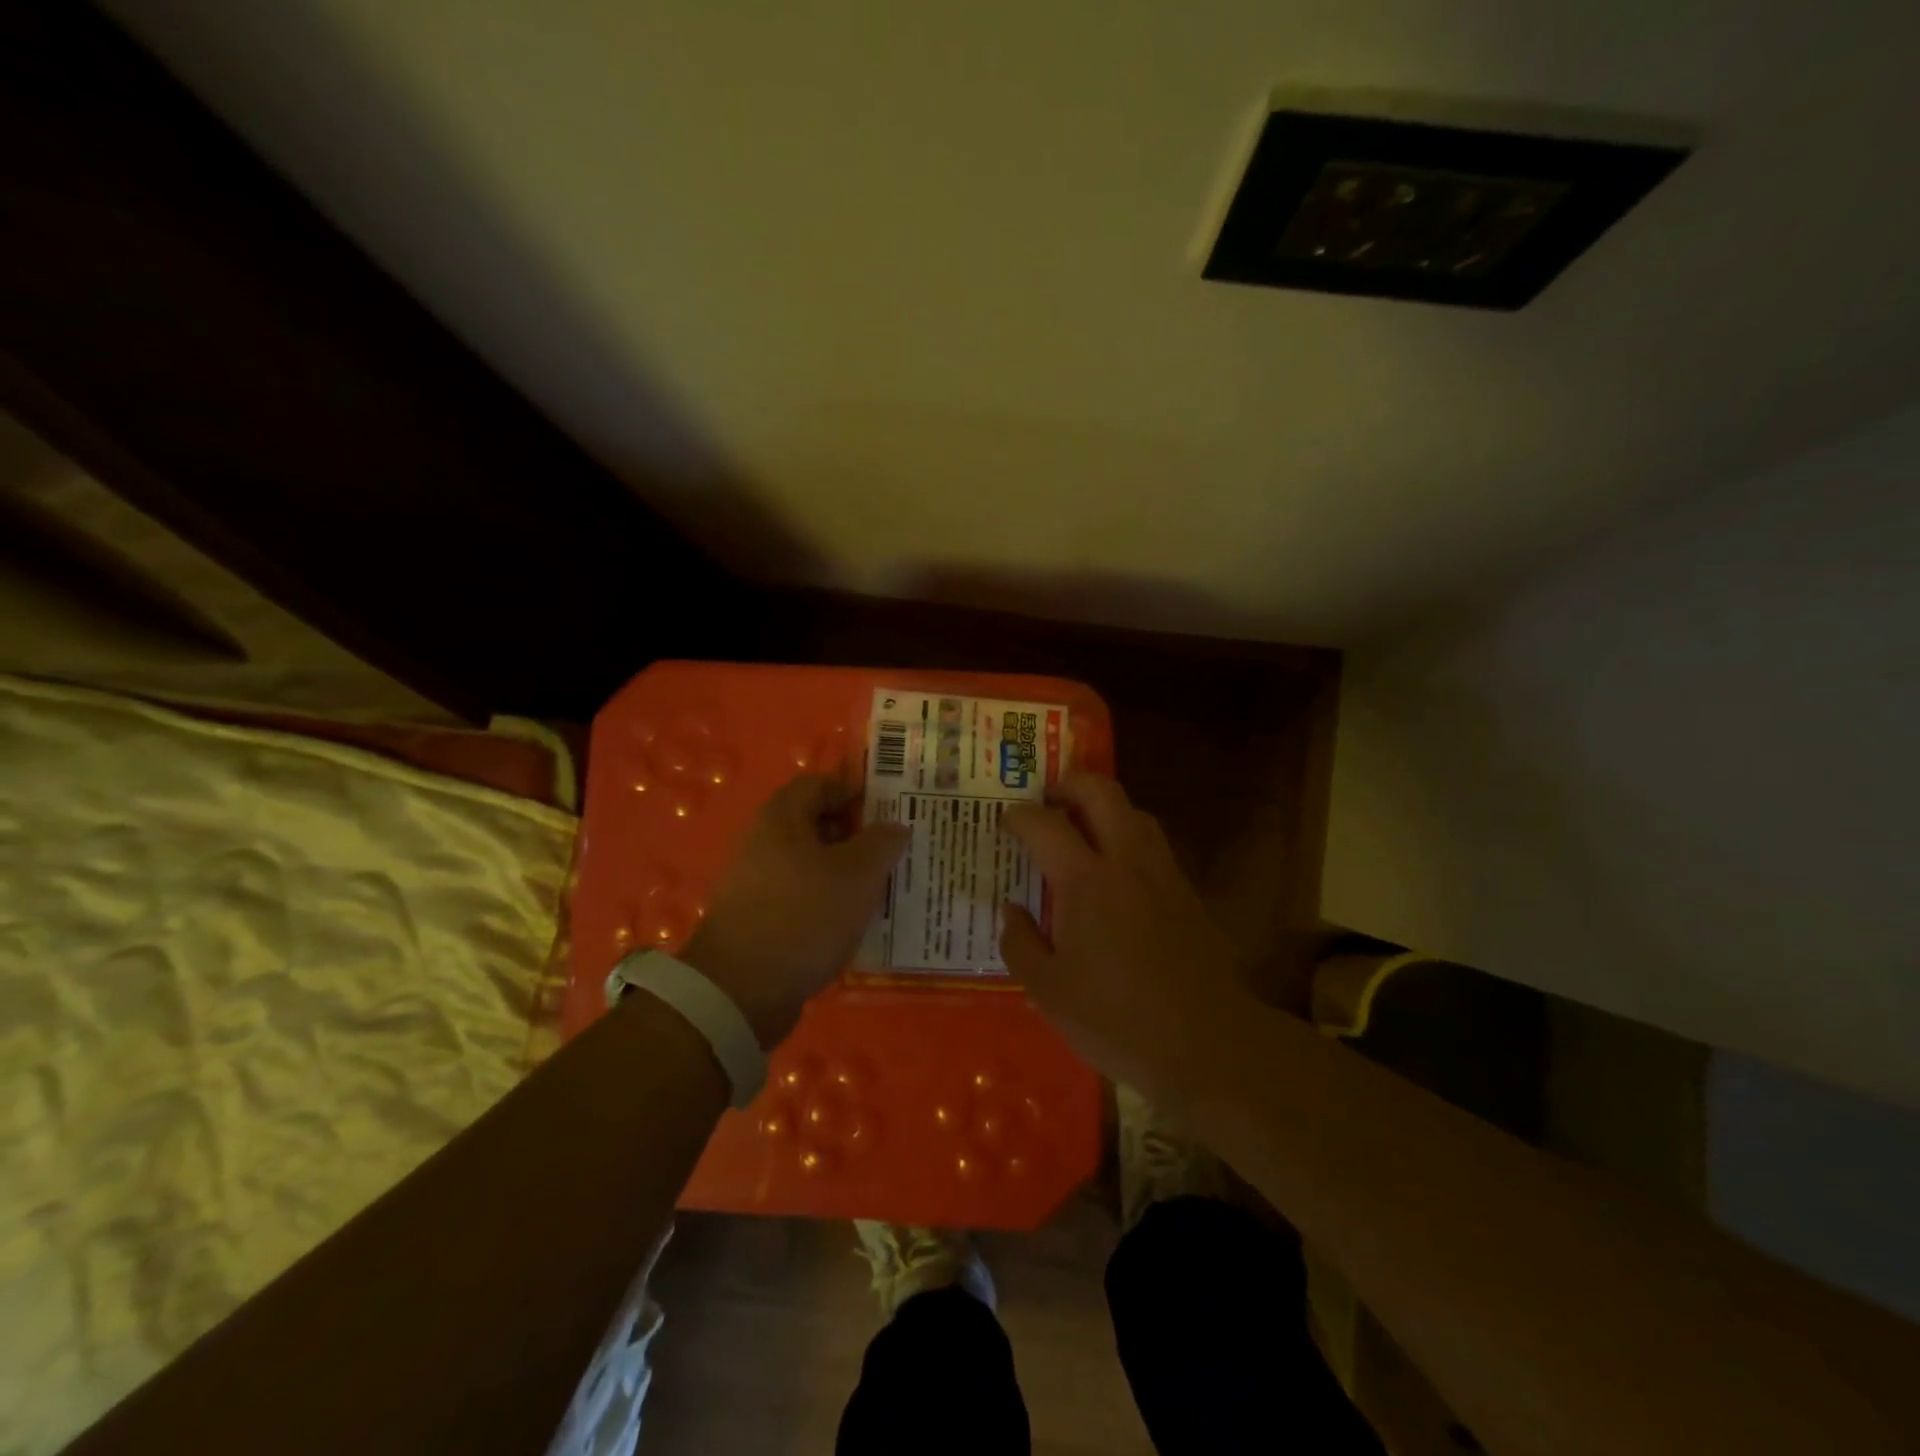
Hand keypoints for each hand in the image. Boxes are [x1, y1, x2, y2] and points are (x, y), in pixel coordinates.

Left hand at [678, 774, 909, 1047]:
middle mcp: (763, 842)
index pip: (821, 783)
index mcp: (781, 818)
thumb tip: (895, 826)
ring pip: (811, 863)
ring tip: (883, 885)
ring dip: (845, 870)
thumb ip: (882, 843)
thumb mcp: (857, 874)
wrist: (740, 991)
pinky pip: (801, 895)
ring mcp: (756, 882)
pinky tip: (854, 919)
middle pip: (815, 823)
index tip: (892, 806)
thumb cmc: (803, 916)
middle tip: (894, 848)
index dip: (856, 789)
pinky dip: (828, 900)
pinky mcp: (757, 918)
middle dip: (856, 832)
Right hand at [1000, 772, 1247, 1092]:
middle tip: (1047, 799)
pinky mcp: (1187, 894)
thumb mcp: (1048, 991)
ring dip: (1104, 807)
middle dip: (1070, 784)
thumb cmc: (1117, 1020)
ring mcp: (1163, 874)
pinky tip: (1115, 870)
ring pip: (1135, 812)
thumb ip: (1020, 942)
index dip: (1019, 815)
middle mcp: (1127, 862)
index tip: (1005, 821)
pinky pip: (1152, 843)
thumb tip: (1012, 910)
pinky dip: (1128, 836)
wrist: (1208, 1044)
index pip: (1045, 824)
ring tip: (1081, 828)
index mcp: (1085, 881)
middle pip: (1102, 792)